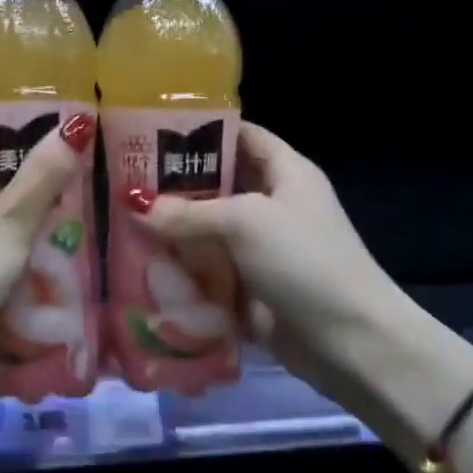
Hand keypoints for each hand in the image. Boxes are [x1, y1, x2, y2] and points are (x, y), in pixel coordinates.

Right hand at [129, 122, 403, 395]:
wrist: (349, 340)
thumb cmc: (304, 261)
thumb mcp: (246, 222)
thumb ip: (189, 212)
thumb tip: (136, 205)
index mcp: (286, 173)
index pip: (241, 137)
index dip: (202, 131)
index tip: (152, 133)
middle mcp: (273, 206)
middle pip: (217, 186)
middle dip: (174, 187)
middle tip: (124, 184)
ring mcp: (261, 250)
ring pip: (207, 232)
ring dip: (172, 233)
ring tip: (122, 225)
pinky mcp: (250, 288)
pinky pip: (208, 273)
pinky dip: (182, 272)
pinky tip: (143, 269)